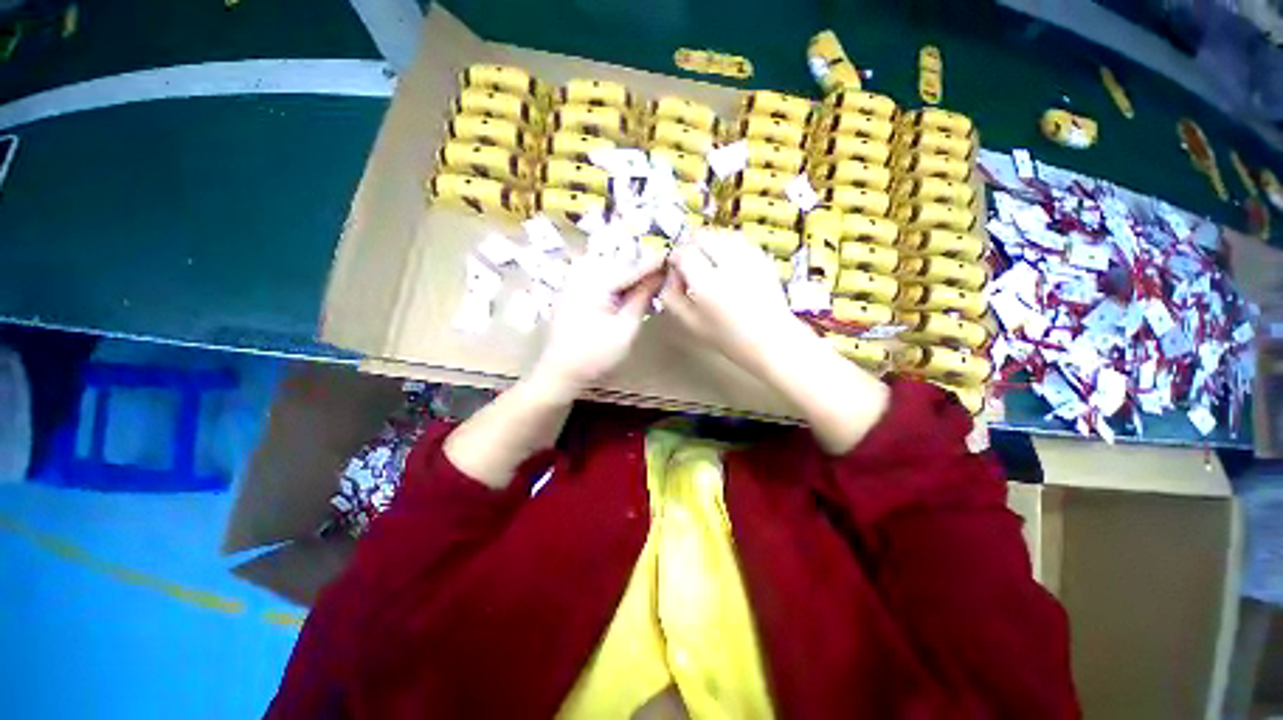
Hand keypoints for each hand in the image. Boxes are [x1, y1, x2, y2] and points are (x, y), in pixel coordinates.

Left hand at [531, 253, 664, 396]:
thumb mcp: (625, 329)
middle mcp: (581, 273)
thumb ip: (642, 299)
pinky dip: (616, 282)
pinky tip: (628, 294)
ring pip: (611, 268)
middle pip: (621, 263)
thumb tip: (659, 276)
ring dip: (630, 276)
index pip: (632, 267)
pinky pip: (600, 276)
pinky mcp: (572, 287)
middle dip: (642, 269)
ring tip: (649, 288)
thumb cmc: (594, 355)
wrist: (559, 371)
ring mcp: (574, 278)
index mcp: (594, 282)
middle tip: (664, 278)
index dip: (655, 264)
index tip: (676, 260)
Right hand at [660, 229, 810, 374]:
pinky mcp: (762, 258)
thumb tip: (670, 277)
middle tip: (691, 266)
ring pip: (720, 235)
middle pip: (702, 236)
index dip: (674, 259)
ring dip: (710, 244)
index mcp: (706, 283)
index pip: (682, 253)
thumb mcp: (690, 323)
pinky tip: (728, 265)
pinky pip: (739, 241)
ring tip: (710, 264)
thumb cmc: (726, 336)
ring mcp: (748, 258)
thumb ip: (671, 298)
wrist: (769, 339)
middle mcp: (727, 265)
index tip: (675, 270)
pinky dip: (728, 247)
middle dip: (692, 246)